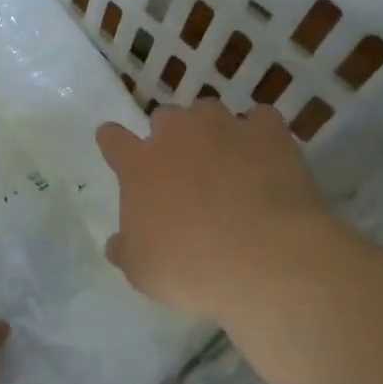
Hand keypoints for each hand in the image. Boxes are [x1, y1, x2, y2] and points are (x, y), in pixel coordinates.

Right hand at [97, 101, 328, 324]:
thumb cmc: (193, 268)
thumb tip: (118, 244)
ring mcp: (225, 127)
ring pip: (209, 112)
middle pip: (165, 118)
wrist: (267, 258)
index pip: (113, 139)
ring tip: (226, 159)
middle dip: (170, 137)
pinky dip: (259, 134)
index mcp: (140, 166)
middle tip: (182, 168)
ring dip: (211, 131)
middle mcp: (178, 135)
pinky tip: (267, 156)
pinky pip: (260, 119)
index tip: (116, 147)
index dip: (114, 142)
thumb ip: (126, 250)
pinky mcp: (268, 131)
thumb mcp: (143, 271)